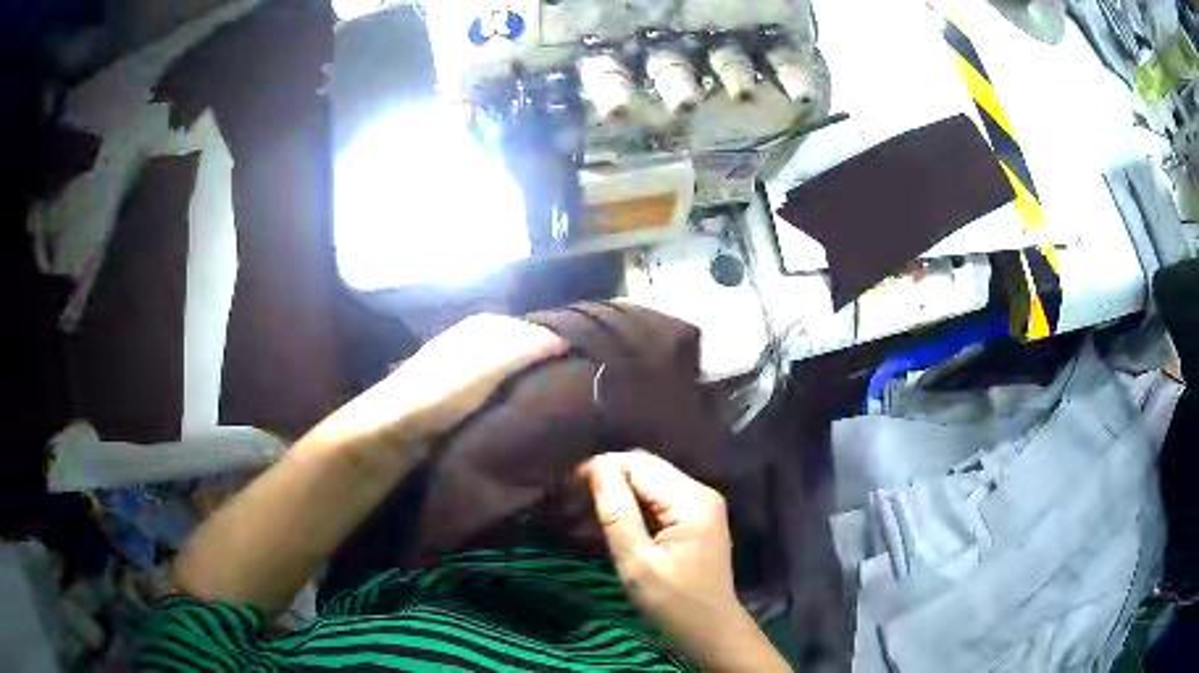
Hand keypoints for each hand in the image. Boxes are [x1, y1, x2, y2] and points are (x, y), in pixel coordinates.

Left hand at [312, 314, 567, 451]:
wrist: (392, 428)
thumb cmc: (437, 396)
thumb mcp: (481, 370)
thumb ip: (518, 352)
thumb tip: (561, 338)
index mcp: (480, 328)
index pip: (525, 327)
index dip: (550, 339)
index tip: (579, 356)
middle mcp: (471, 339)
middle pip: (515, 341)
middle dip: (539, 352)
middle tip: (571, 375)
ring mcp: (461, 364)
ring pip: (504, 360)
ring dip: (525, 370)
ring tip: (551, 390)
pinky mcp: (456, 389)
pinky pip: (492, 380)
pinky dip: (509, 386)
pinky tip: (517, 402)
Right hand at [580, 451, 789, 671]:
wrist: (711, 631)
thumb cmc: (672, 603)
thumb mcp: (637, 562)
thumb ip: (617, 512)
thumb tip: (597, 465)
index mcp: (691, 500)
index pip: (638, 464)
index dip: (602, 469)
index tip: (569, 487)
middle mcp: (701, 492)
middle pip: (647, 468)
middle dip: (610, 478)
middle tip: (575, 500)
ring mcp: (703, 504)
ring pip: (652, 482)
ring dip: (621, 491)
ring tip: (589, 510)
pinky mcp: (699, 518)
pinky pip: (661, 498)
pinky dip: (636, 505)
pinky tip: (617, 522)